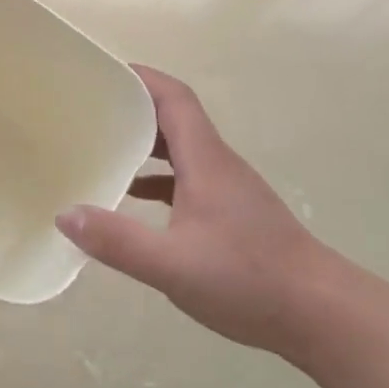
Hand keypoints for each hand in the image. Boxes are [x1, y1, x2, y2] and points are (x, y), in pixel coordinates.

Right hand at [55, 65, 343, 356]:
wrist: (324, 316)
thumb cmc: (250, 280)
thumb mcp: (172, 265)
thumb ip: (117, 241)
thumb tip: (65, 215)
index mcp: (205, 160)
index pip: (174, 98)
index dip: (141, 77)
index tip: (103, 72)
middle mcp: (218, 165)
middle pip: (174, 118)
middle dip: (132, 107)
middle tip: (89, 111)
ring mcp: (228, 190)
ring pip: (180, 150)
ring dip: (144, 143)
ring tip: (102, 149)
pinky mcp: (233, 214)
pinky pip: (187, 179)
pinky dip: (157, 179)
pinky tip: (133, 200)